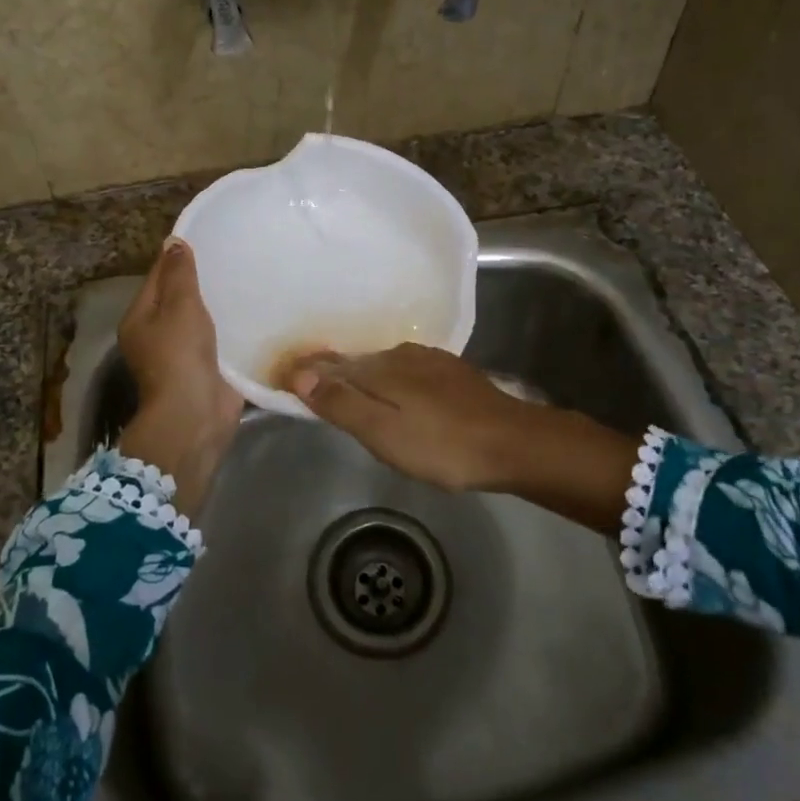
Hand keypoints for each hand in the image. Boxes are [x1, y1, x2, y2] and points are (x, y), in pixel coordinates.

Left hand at [117, 239, 241, 512]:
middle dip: (203, 280)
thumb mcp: (178, 305)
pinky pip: (220, 340)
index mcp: (139, 318)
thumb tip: (173, 241)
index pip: (158, 277)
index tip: (207, 238)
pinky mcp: (207, 369)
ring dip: (219, 304)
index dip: (178, 257)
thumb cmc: (179, 354)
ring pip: (201, 319)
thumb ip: (179, 273)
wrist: (195, 414)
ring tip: (247, 278)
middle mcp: (156, 335)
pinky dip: (232, 327)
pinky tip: (254, 311)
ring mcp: (182, 355)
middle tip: (234, 255)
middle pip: (179, 298)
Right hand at [283, 344, 639, 531]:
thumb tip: (299, 373)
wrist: (512, 442)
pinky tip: (399, 396)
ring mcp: (430, 361)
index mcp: (379, 369)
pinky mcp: (452, 373)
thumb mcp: (383, 432)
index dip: (308, 373)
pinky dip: (391, 381)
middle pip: (357, 363)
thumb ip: (341, 403)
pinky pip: (407, 371)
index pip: (331, 366)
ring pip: (384, 366)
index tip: (287, 380)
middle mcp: (400, 355)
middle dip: (334, 373)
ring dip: (364, 377)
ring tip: (352, 395)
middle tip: (314, 391)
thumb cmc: (441, 445)